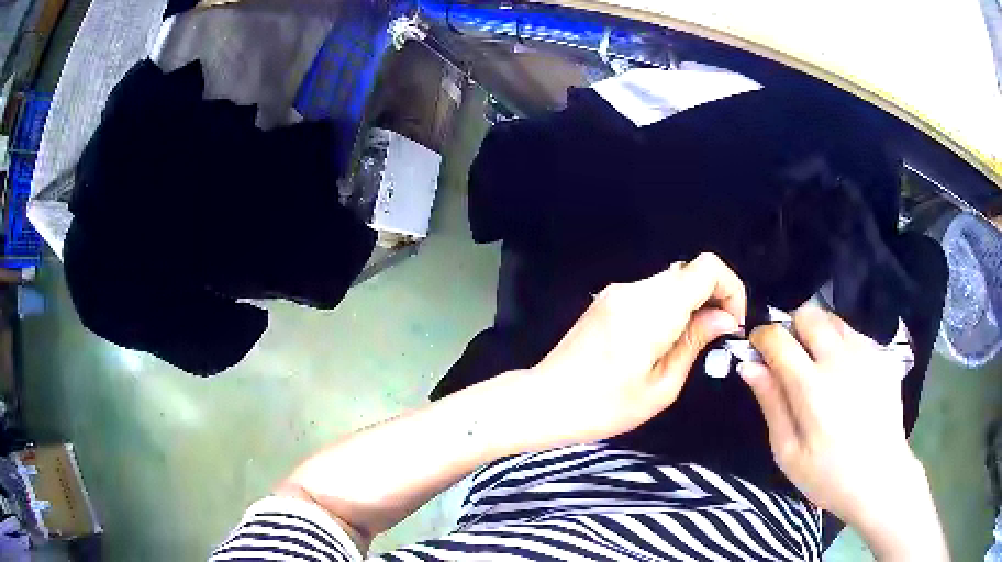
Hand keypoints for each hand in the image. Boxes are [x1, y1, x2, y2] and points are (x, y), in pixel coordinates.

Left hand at [525, 253, 745, 445]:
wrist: (544, 401)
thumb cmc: (603, 407)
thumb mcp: (661, 387)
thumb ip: (695, 343)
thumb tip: (725, 319)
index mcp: (652, 309)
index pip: (706, 267)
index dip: (730, 288)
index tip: (731, 324)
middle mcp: (635, 289)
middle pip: (690, 272)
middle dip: (712, 299)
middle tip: (713, 340)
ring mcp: (617, 292)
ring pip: (672, 281)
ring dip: (690, 305)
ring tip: (686, 346)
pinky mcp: (607, 300)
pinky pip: (651, 292)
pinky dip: (669, 308)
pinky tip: (660, 342)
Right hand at [741, 307, 947, 559]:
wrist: (879, 478)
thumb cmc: (827, 475)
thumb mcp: (788, 452)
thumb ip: (771, 404)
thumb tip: (749, 365)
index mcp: (812, 388)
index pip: (779, 339)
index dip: (762, 338)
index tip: (758, 349)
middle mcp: (841, 360)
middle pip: (808, 315)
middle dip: (792, 329)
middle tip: (791, 359)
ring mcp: (866, 353)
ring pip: (833, 320)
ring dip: (818, 335)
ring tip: (819, 368)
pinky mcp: (882, 355)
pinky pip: (854, 334)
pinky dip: (841, 346)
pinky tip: (845, 377)